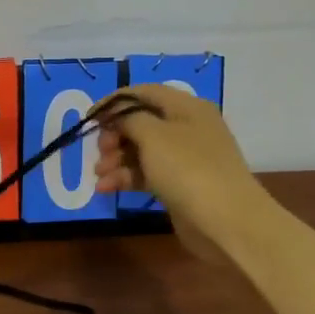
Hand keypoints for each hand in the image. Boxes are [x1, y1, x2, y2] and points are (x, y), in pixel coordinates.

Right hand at [91, 84, 269, 258]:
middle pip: (141, 122)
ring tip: (99, 175)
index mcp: (186, 107)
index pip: (144, 92)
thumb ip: (130, 119)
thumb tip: (120, 118)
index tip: (89, 118)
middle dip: (115, 135)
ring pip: (141, 151)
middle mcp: (187, 128)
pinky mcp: (179, 185)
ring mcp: (185, 159)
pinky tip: (106, 189)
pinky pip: (147, 174)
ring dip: (116, 160)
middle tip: (99, 150)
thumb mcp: (154, 135)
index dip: (114, 102)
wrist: (226, 220)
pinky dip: (126, 178)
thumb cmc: (188, 169)